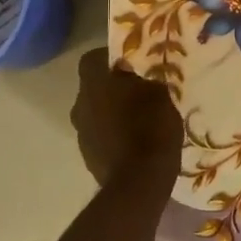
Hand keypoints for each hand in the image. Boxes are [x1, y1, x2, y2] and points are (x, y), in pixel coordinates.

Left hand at [71, 48, 182, 188]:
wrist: (140, 181)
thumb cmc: (152, 128)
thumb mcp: (160, 96)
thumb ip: (143, 81)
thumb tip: (131, 76)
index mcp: (94, 84)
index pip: (92, 59)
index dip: (109, 59)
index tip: (130, 65)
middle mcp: (80, 104)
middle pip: (93, 88)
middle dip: (112, 89)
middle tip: (137, 93)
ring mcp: (81, 132)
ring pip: (95, 113)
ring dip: (111, 113)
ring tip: (138, 121)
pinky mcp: (87, 156)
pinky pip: (100, 136)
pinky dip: (113, 135)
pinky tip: (133, 143)